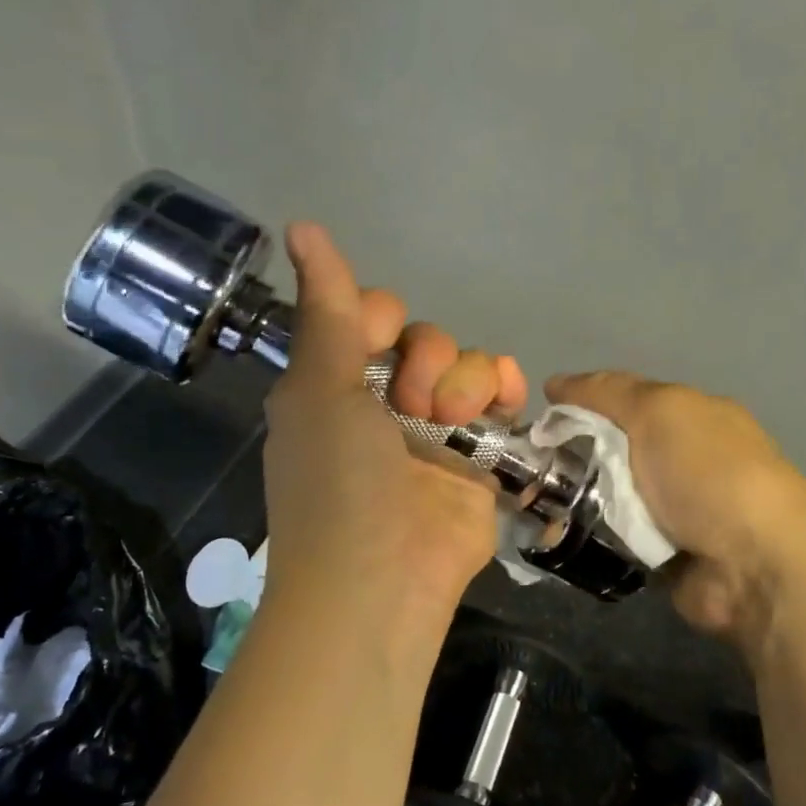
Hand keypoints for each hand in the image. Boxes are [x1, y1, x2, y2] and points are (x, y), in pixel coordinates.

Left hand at [259, 224, 523, 640]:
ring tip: (453, 419)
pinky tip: (503, 399)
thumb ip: (325, 308)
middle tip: (414, 403)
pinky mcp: (478, 453)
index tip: (378, 342)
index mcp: (337, 381)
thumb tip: (301, 225)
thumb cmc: (339, 481)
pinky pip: (499, 397)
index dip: (382, 318)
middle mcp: (385, 399)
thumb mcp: (322, 388)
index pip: (371, 314)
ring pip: (465, 363)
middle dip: (427, 357)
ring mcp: (435, 428)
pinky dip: (504, 387)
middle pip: (425, 336)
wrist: (382, 581)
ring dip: (464, 377)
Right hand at [545, 372, 805, 658]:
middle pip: (614, 448)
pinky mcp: (664, 555)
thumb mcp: (658, 410)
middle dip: (573, 455)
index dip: (582, 402)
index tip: (539, 416)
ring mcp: (677, 509)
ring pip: (610, 495)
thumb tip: (556, 383)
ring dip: (576, 499)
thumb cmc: (707, 471)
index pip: (626, 398)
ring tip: (532, 505)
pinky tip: (555, 535)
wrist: (753, 563)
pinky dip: (590, 536)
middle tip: (528, 467)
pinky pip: (615, 537)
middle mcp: (686, 459)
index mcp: (692, 416)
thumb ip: (607, 392)